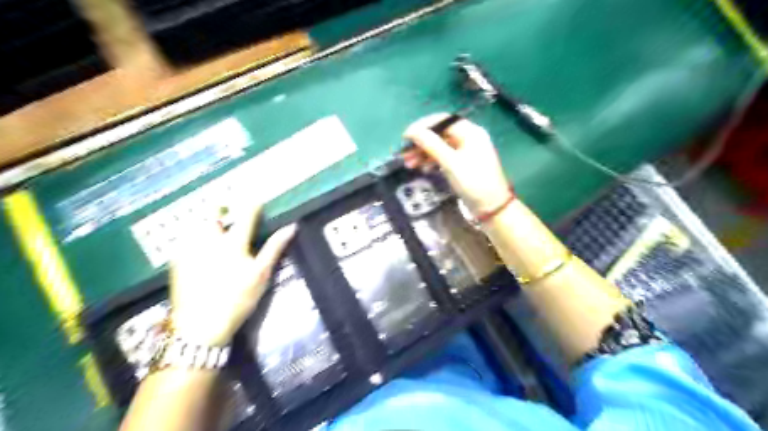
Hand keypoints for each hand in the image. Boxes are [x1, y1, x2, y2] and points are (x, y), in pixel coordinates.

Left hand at [168, 202, 295, 346]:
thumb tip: (292, 227)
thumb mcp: (261, 274)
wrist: (201, 326)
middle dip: (221, 209)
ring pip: (195, 225)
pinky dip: (191, 237)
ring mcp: (190, 250)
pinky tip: (197, 246)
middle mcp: (210, 240)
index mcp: (233, 243)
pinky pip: (183, 240)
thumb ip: (275, 248)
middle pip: (214, 215)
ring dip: (205, 221)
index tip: (257, 196)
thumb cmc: (238, 298)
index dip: (253, 204)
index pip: (246, 215)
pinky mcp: (177, 262)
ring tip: (213, 226)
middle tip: (228, 210)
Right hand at [405, 113, 511, 215]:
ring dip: (424, 153)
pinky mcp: (463, 165)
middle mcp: (469, 138)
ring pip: (440, 146)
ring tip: (409, 164)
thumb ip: (431, 144)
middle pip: (440, 134)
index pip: (442, 120)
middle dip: (421, 143)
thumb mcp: (450, 162)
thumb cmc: (473, 182)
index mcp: (470, 132)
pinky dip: (432, 161)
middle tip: (405, 154)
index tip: (406, 137)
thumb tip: (412, 131)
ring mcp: (466, 152)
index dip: (422, 126)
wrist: (491, 207)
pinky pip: (444, 157)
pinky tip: (423, 168)